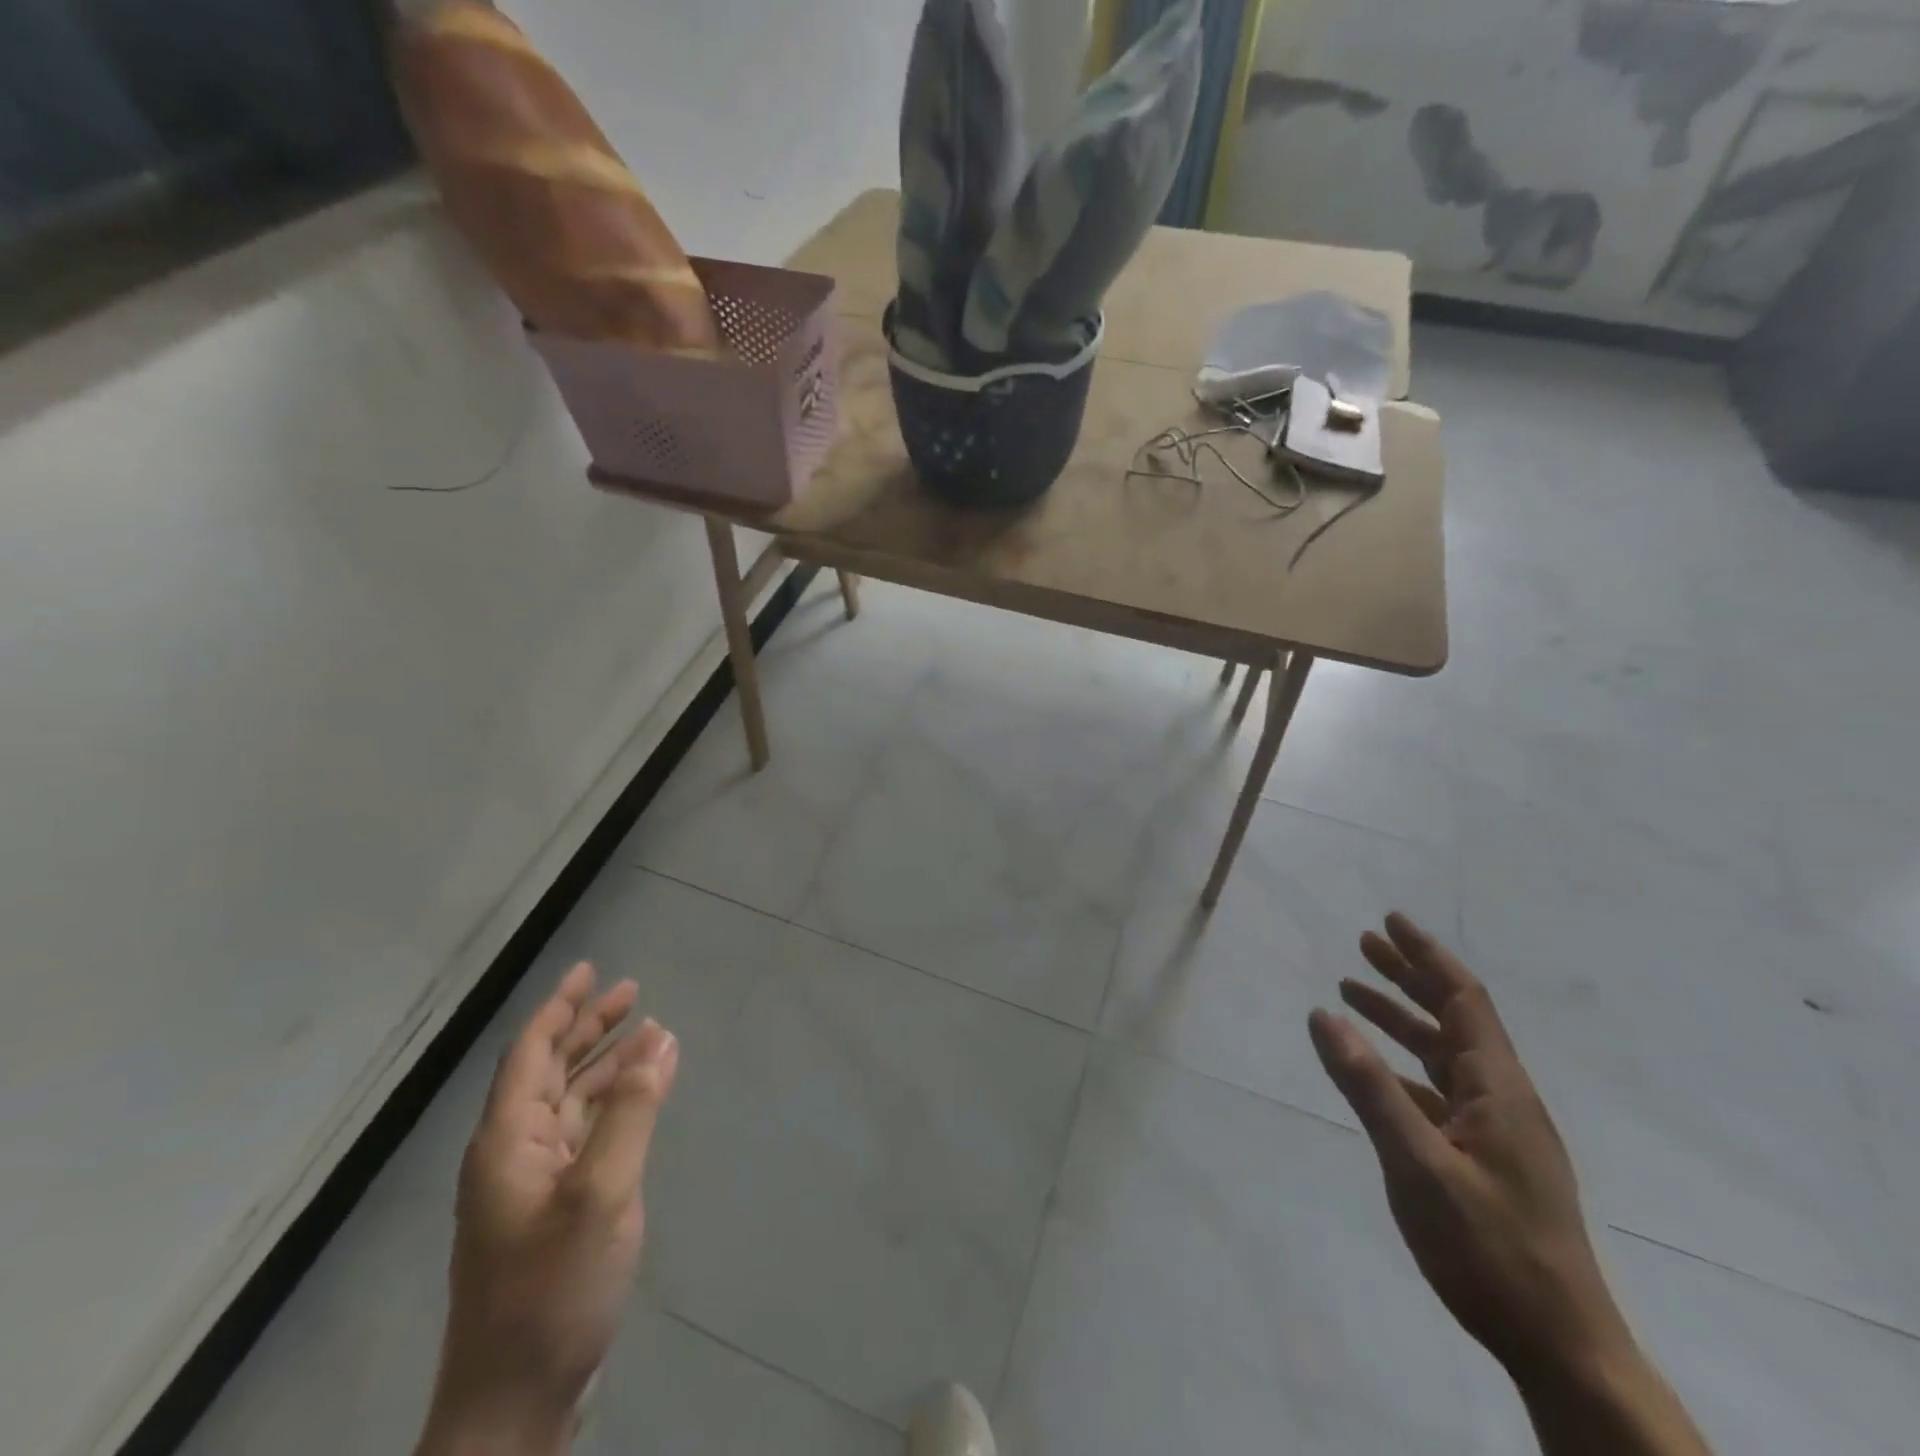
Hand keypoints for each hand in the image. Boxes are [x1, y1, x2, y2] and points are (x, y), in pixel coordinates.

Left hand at [418, 964, 678, 1455]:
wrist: (515, 1405)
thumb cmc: (552, 1290)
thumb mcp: (602, 1192)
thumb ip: (631, 1112)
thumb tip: (658, 1041)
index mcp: (507, 1142)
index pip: (531, 1053)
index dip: (560, 1007)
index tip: (590, 969)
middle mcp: (514, 1154)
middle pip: (550, 1071)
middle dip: (588, 1028)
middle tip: (631, 992)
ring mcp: (533, 1185)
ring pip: (571, 1102)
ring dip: (607, 1064)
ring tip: (649, 1033)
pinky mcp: (555, 1211)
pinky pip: (586, 1134)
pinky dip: (615, 1105)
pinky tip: (644, 1094)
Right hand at [1307, 913, 1624, 1382]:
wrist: (1562, 1348)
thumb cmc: (1490, 1250)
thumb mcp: (1417, 1164)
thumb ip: (1368, 1086)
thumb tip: (1324, 1015)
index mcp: (1499, 1089)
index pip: (1463, 999)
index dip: (1426, 956)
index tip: (1390, 921)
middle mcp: (1503, 1098)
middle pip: (1454, 1018)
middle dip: (1409, 976)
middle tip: (1364, 944)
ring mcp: (1498, 1132)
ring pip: (1444, 1054)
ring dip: (1402, 1019)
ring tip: (1354, 994)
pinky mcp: (1488, 1159)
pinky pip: (1440, 1091)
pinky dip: (1404, 1066)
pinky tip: (1376, 1071)